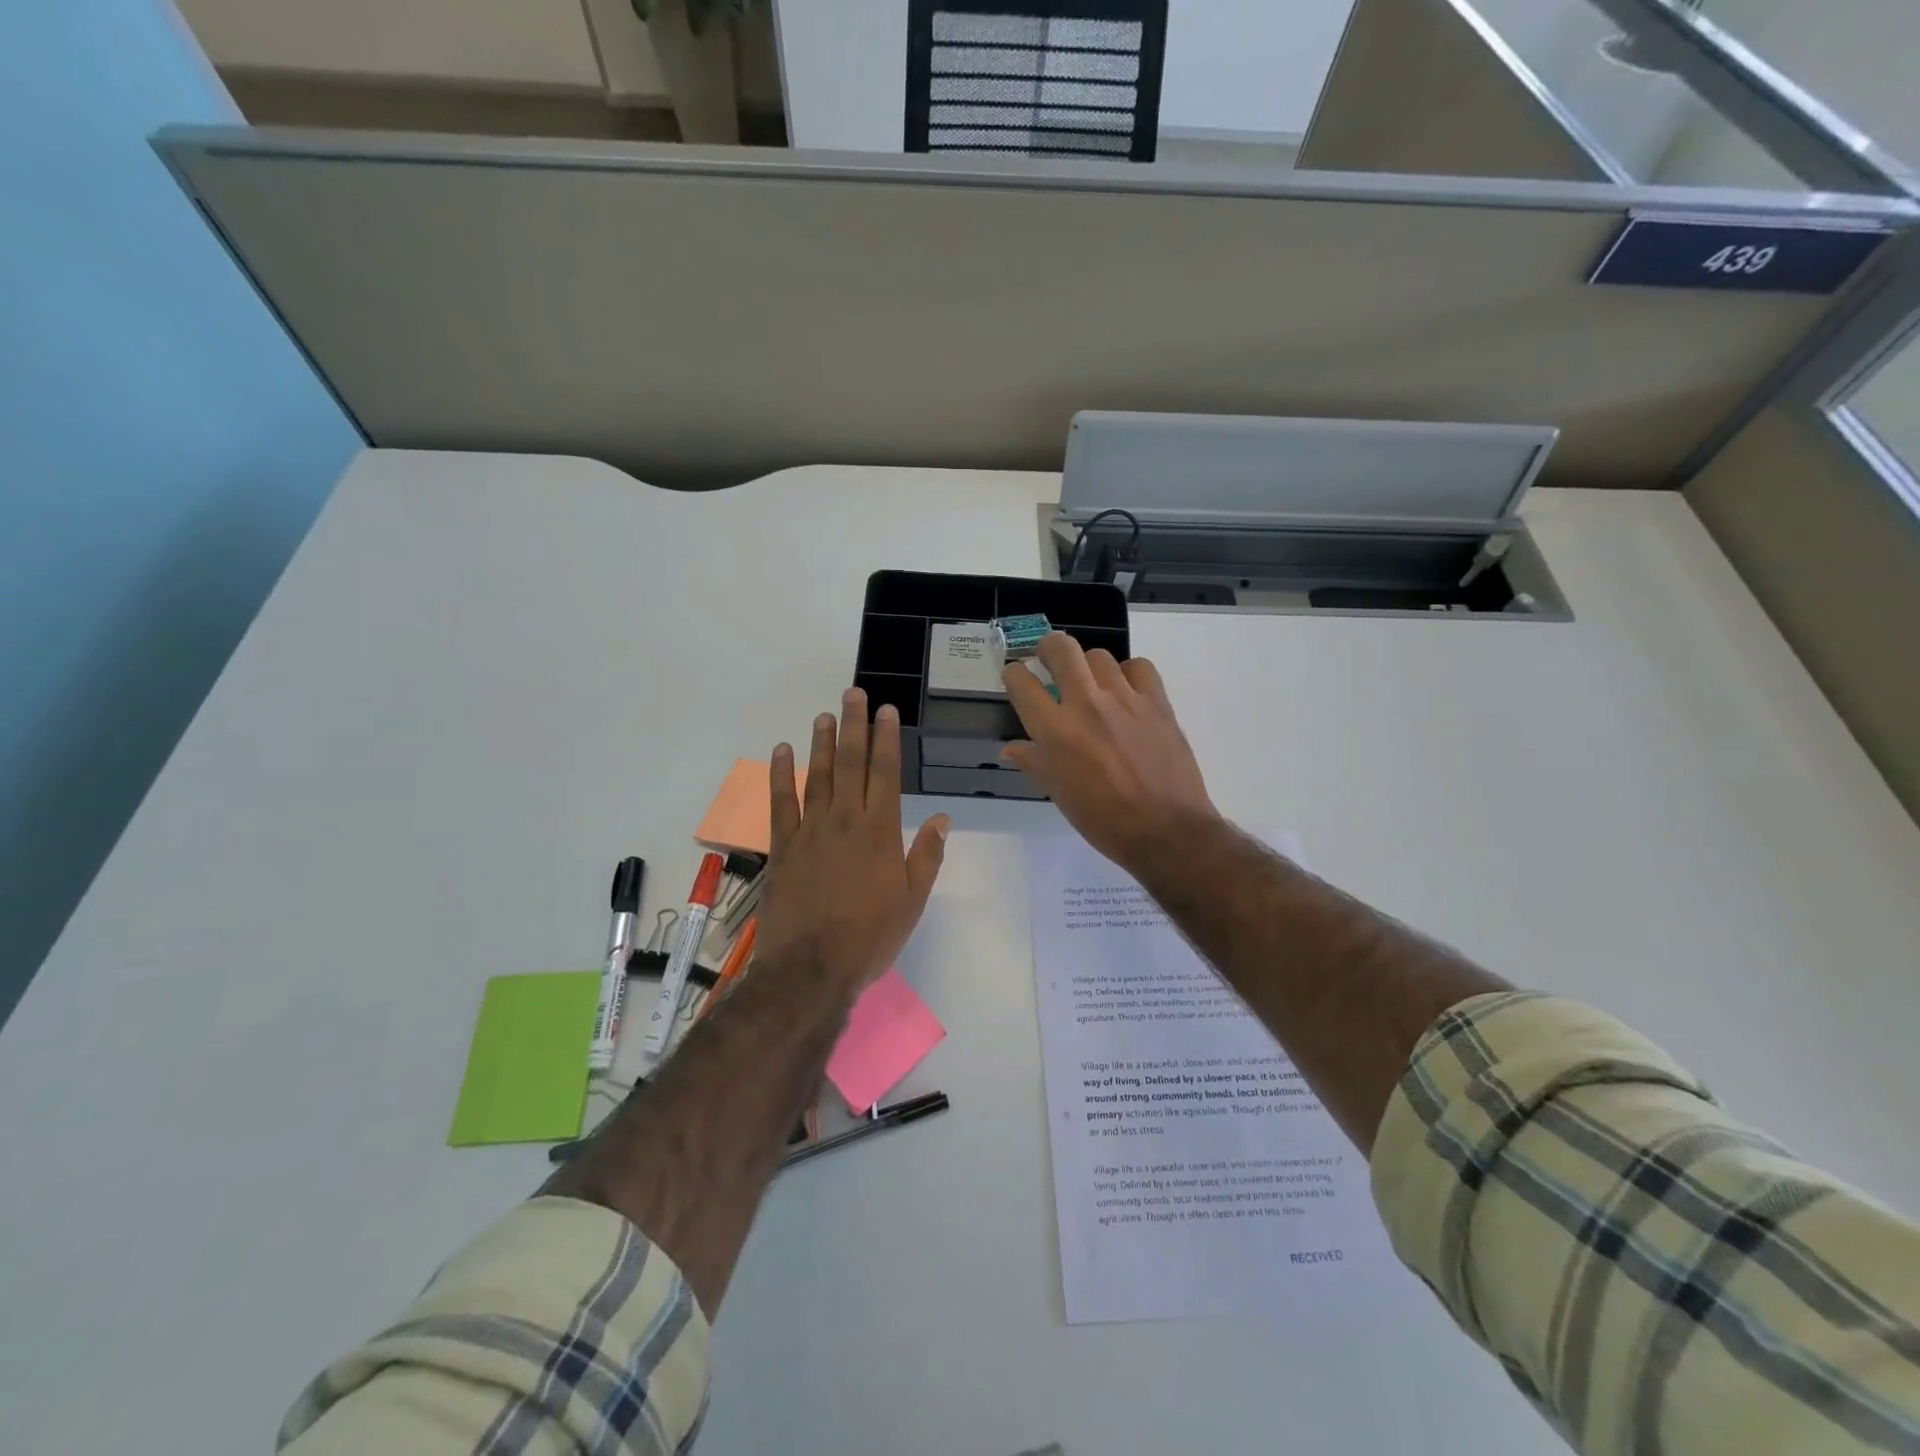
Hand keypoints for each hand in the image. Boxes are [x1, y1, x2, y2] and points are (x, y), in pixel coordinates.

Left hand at [755, 688, 949, 997]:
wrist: (811, 968)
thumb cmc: (870, 937)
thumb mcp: (912, 901)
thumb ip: (926, 856)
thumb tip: (943, 819)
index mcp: (880, 832)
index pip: (886, 773)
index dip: (886, 739)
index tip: (887, 711)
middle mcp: (845, 821)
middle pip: (850, 763)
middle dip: (854, 726)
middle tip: (853, 694)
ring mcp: (810, 830)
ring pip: (817, 775)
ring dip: (821, 742)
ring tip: (824, 714)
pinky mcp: (783, 846)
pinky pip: (781, 803)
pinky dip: (781, 775)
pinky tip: (782, 752)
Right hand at [1002, 634, 1218, 871]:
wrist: (1165, 830)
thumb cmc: (1103, 820)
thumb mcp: (1059, 794)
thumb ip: (1034, 762)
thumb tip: (1010, 749)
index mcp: (1054, 731)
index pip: (1021, 682)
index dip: (1013, 674)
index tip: (1016, 677)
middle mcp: (1086, 705)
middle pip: (1061, 648)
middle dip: (1047, 647)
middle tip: (1048, 659)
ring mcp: (1124, 699)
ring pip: (1099, 656)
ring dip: (1089, 667)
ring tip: (1092, 684)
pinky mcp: (1157, 702)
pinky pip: (1139, 667)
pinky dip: (1129, 673)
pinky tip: (1127, 691)